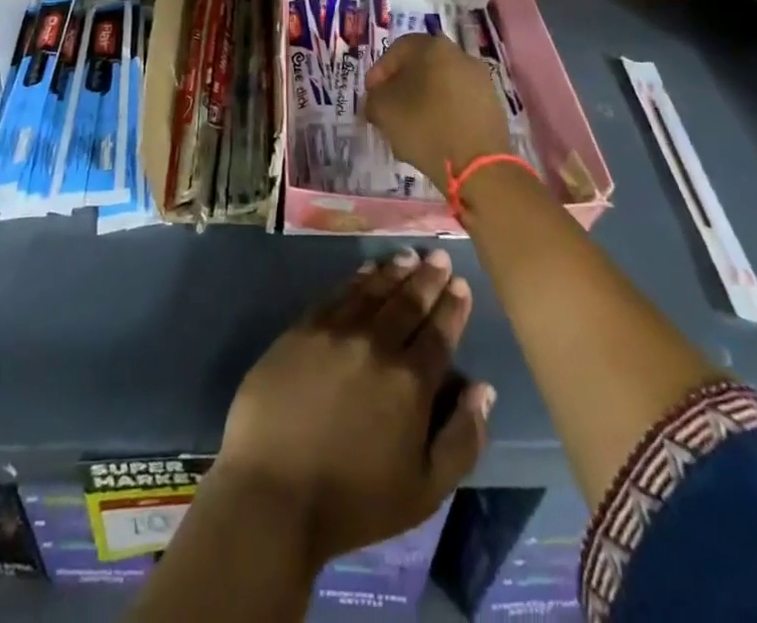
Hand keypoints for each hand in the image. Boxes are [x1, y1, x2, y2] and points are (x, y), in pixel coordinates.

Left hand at [214, 250, 494, 564]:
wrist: (274, 490)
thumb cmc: (354, 501)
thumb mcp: (425, 490)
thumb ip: (462, 439)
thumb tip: (483, 389)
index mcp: (410, 383)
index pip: (439, 334)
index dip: (453, 307)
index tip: (461, 284)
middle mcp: (376, 345)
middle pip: (408, 302)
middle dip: (428, 278)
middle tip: (438, 257)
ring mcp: (336, 331)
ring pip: (373, 291)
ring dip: (394, 271)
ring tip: (408, 256)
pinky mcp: (302, 328)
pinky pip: (337, 294)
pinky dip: (357, 279)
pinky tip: (365, 272)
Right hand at [364, 32, 510, 182]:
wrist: (479, 164)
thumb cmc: (426, 127)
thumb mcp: (383, 110)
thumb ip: (374, 98)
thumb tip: (379, 99)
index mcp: (433, 47)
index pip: (397, 49)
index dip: (379, 72)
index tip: (371, 95)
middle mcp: (460, 55)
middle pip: (421, 66)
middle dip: (402, 87)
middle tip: (388, 110)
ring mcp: (481, 80)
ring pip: (441, 85)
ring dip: (423, 101)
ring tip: (410, 127)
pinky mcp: (493, 105)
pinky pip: (458, 103)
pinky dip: (443, 114)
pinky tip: (434, 136)